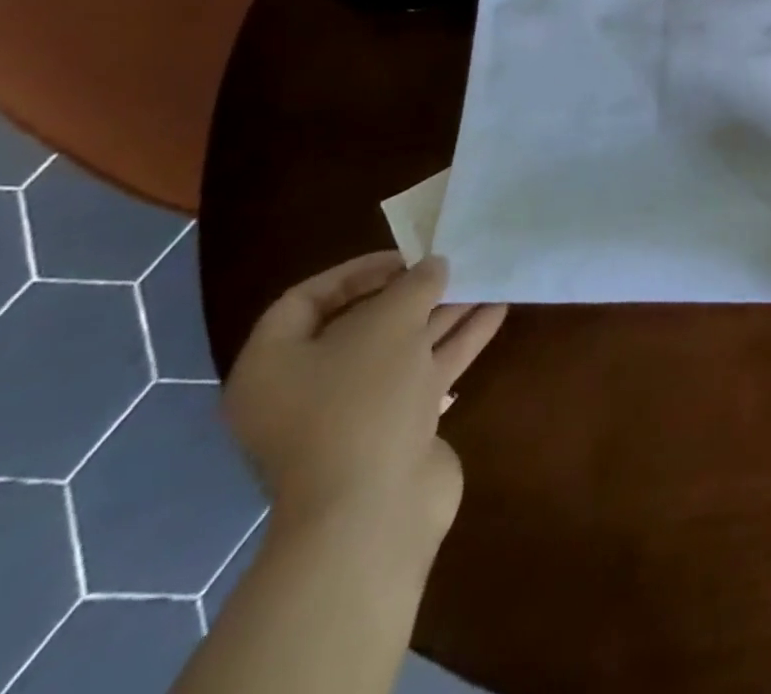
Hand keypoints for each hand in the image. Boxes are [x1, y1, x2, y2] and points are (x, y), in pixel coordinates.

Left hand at [224, 252, 506, 559]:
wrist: (374, 513)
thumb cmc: (361, 404)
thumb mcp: (389, 324)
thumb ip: (414, 285)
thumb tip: (434, 266)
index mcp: (275, 366)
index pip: (306, 300)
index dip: (356, 271)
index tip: (406, 257)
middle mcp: (306, 389)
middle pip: (360, 324)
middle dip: (410, 293)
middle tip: (450, 266)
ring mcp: (352, 414)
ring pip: (400, 348)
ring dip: (443, 313)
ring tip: (485, 280)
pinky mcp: (393, 431)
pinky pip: (423, 373)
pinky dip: (456, 342)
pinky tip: (495, 312)